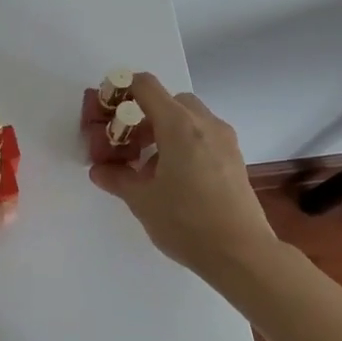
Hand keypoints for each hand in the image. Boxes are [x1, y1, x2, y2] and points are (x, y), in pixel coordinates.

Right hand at [89, 73, 280, 283]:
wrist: (242, 253)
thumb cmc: (186, 222)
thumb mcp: (142, 201)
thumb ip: (117, 178)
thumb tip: (99, 170)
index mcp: (179, 125)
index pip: (146, 86)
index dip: (122, 90)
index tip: (107, 111)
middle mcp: (205, 123)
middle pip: (169, 101)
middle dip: (145, 115)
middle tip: (129, 144)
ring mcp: (225, 140)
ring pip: (189, 118)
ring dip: (165, 130)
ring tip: (150, 166)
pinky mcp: (235, 158)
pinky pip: (204, 136)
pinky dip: (185, 144)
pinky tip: (175, 178)